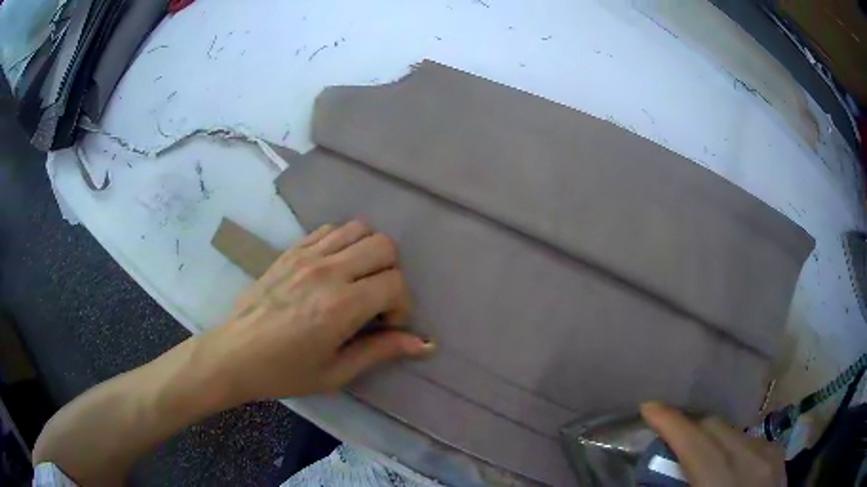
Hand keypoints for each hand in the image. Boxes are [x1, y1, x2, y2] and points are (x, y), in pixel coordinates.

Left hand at [204, 220, 433, 403]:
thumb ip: (381, 351)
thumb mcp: (336, 372)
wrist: (235, 354)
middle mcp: (328, 271)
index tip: (385, 325)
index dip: (401, 306)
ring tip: (357, 281)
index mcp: (341, 306)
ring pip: (359, 229)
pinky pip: (330, 229)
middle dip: (391, 273)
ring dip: (368, 253)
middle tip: (375, 301)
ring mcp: (307, 255)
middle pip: (383, 245)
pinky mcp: (291, 249)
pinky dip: (343, 243)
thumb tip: (425, 344)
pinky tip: (333, 269)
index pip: (395, 283)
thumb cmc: (285, 371)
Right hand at [640, 402, 784, 486]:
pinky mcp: (779, 454)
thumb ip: (681, 486)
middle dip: (688, 426)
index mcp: (722, 481)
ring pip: (733, 430)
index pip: (694, 440)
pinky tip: (729, 464)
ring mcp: (769, 453)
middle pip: (714, 426)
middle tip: (669, 438)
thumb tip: (658, 475)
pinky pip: (750, 439)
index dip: (669, 420)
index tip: (649, 407)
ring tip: (699, 454)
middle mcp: (750, 459)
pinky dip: (733, 445)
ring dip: (711, 437)